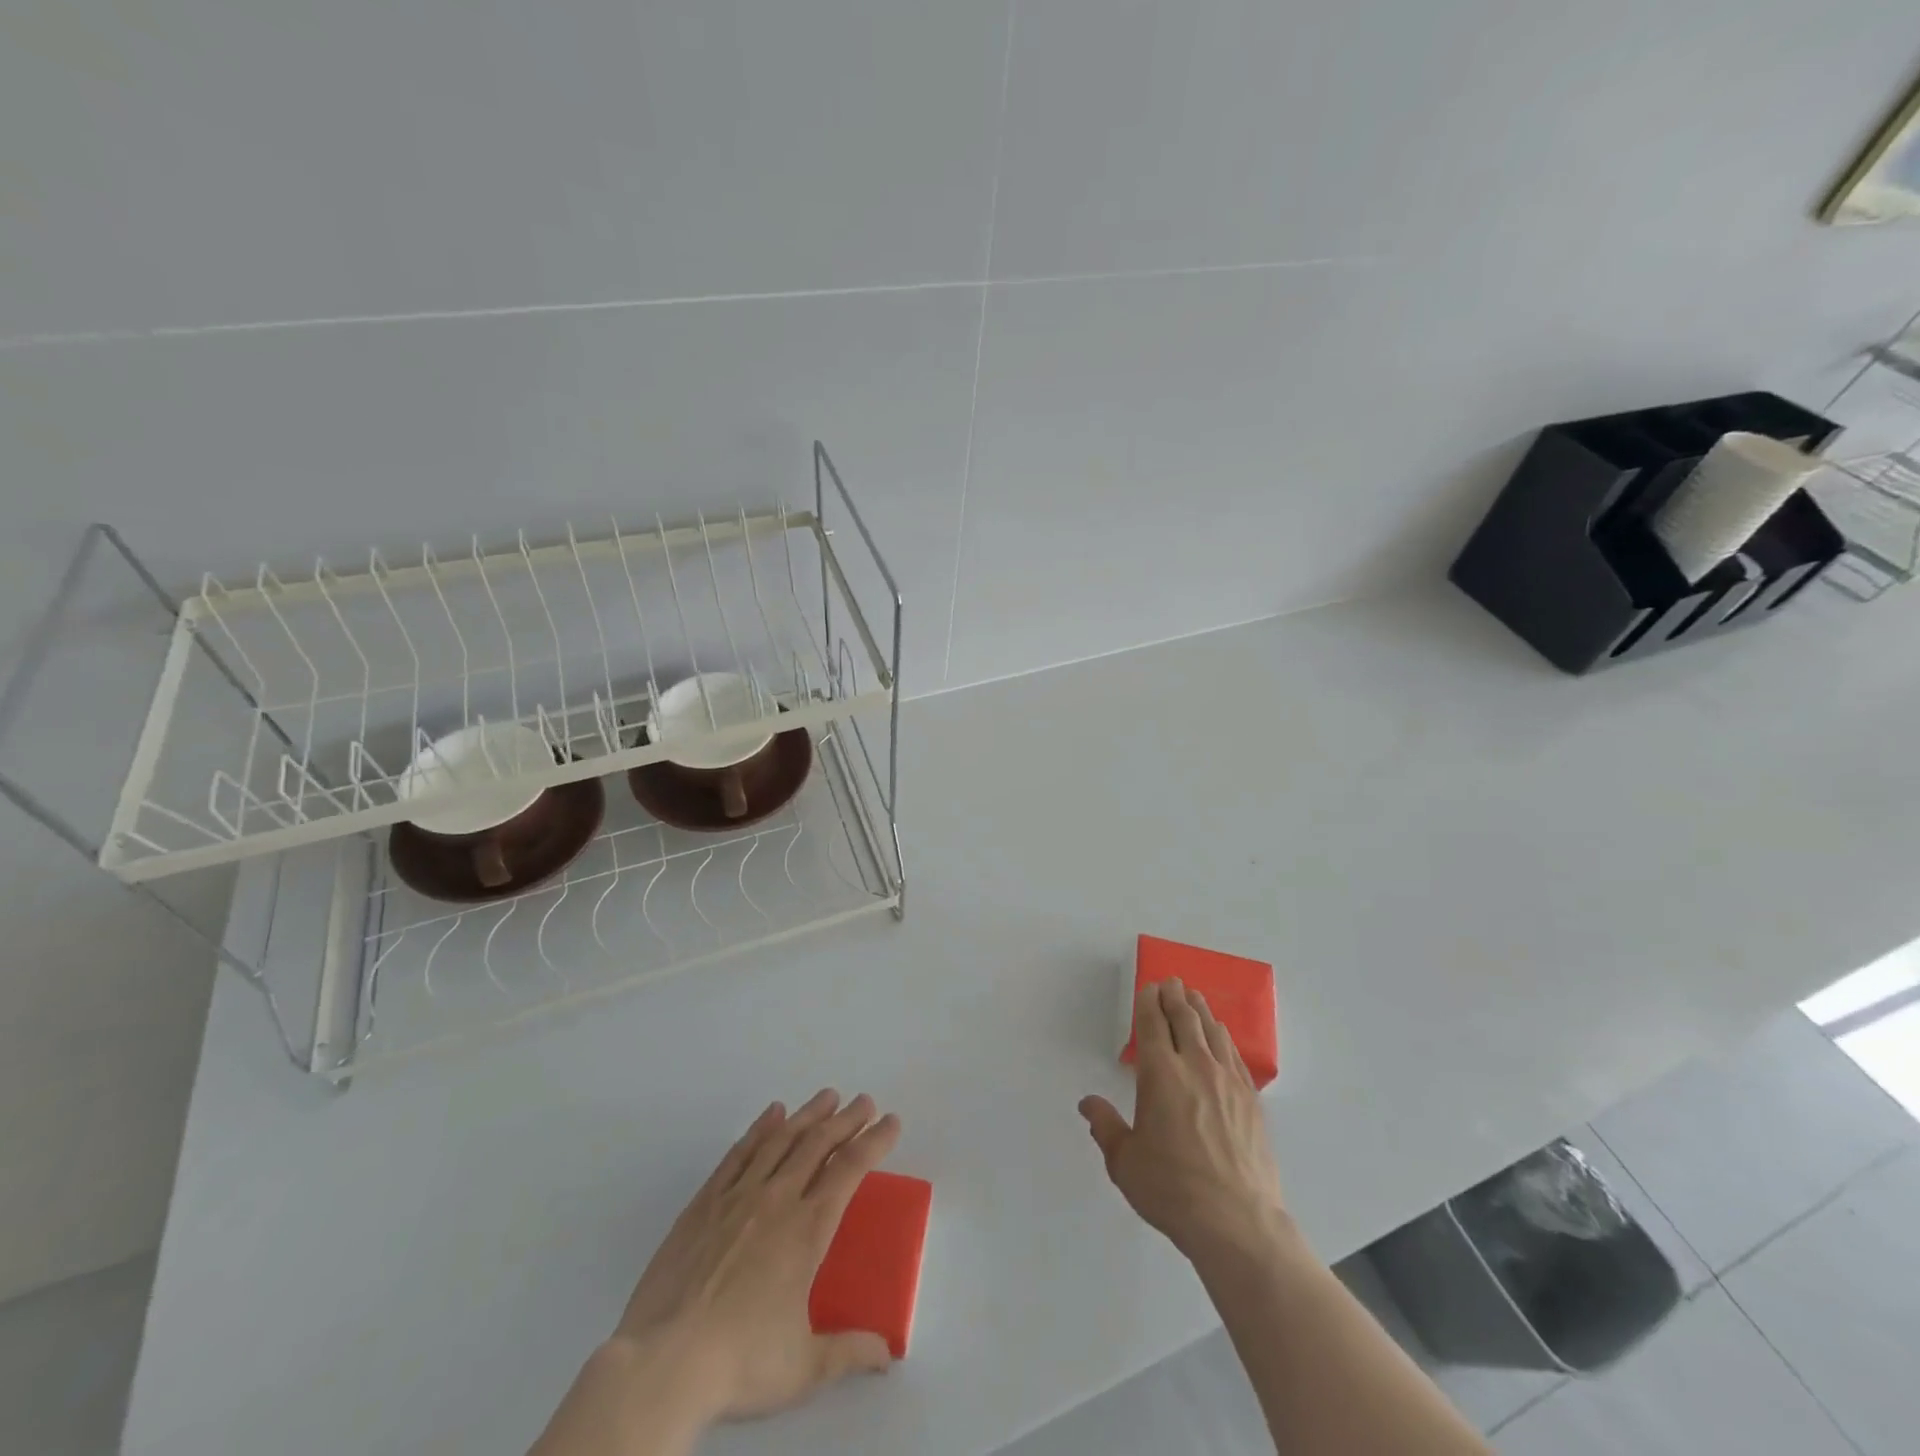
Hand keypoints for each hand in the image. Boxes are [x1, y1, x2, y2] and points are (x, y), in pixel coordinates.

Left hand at [615, 1090, 901, 1422]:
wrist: (663, 1362)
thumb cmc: (740, 1362)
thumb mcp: (803, 1368)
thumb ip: (849, 1352)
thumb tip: (886, 1352)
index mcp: (807, 1229)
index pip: (850, 1169)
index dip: (874, 1141)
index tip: (891, 1122)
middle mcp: (777, 1199)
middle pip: (818, 1143)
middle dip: (846, 1119)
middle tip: (864, 1101)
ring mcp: (738, 1195)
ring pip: (781, 1139)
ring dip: (808, 1114)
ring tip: (826, 1097)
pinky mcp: (705, 1202)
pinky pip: (739, 1153)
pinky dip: (760, 1128)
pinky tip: (772, 1114)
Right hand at [1079, 980, 1287, 1264]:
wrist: (1238, 1223)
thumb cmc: (1173, 1190)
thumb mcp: (1125, 1162)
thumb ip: (1105, 1127)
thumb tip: (1087, 1104)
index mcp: (1160, 1074)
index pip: (1153, 1024)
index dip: (1148, 1002)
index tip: (1148, 988)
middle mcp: (1195, 1066)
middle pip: (1185, 1019)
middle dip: (1174, 996)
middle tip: (1171, 982)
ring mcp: (1228, 1081)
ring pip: (1213, 1032)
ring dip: (1200, 1010)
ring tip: (1194, 998)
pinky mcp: (1252, 1100)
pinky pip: (1235, 1055)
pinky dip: (1224, 1037)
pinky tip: (1221, 1037)